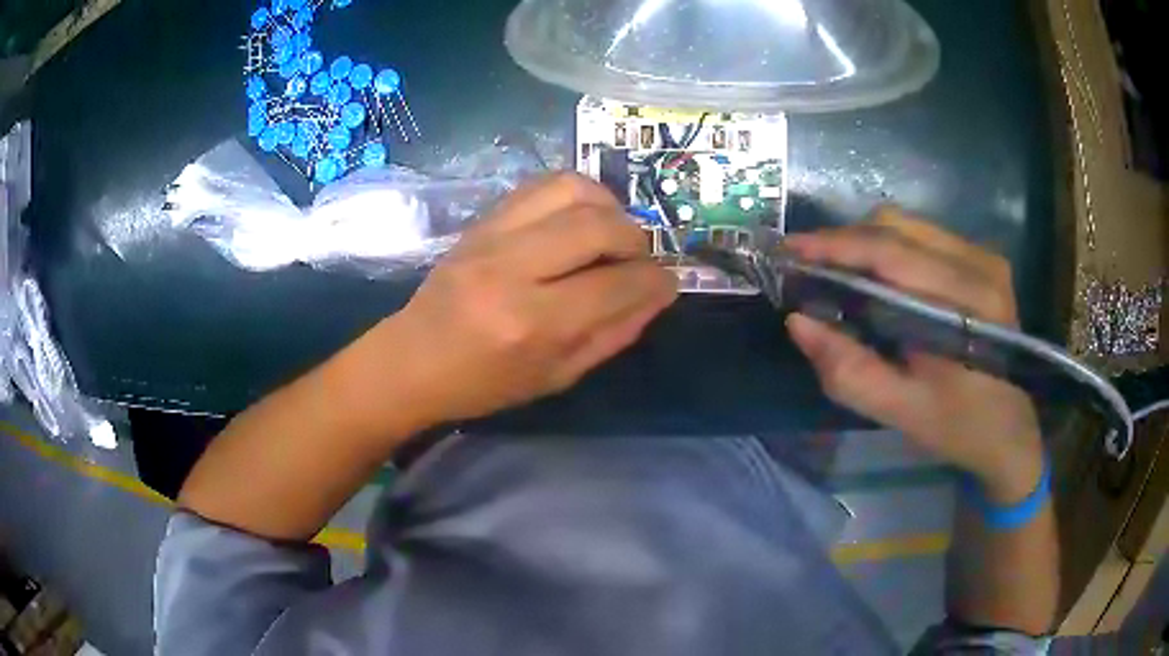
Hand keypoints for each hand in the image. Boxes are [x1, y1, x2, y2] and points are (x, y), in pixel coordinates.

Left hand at [350, 173, 676, 428]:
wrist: (411, 359)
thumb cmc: (484, 384)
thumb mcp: (557, 376)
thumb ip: (614, 332)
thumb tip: (659, 292)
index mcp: (533, 324)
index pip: (618, 285)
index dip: (656, 281)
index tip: (666, 283)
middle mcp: (513, 269)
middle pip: (600, 225)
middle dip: (637, 240)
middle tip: (637, 261)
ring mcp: (493, 236)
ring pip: (573, 189)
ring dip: (609, 207)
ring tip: (611, 234)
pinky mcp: (482, 220)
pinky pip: (542, 184)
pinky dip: (576, 194)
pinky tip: (579, 219)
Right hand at [784, 208, 1042, 502]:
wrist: (1010, 430)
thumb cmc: (959, 427)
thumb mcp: (900, 411)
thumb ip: (848, 370)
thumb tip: (798, 322)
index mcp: (965, 306)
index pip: (890, 252)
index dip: (835, 245)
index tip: (789, 250)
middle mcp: (979, 265)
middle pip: (897, 226)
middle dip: (845, 241)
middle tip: (810, 269)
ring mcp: (984, 257)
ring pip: (908, 224)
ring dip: (866, 242)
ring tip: (839, 273)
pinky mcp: (984, 258)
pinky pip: (924, 235)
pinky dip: (890, 248)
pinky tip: (879, 277)